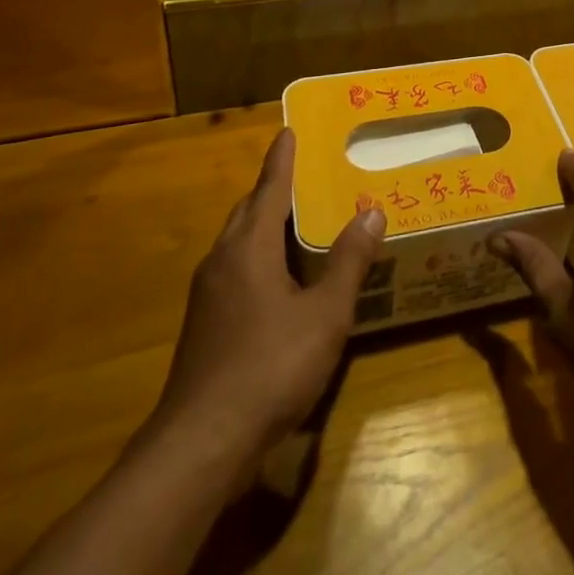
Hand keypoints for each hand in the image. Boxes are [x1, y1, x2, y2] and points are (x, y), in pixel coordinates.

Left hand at [151, 129, 384, 481]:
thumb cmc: (270, 367)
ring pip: (238, 242)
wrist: (201, 444)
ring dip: (264, 223)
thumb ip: (349, 261)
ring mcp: (208, 294)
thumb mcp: (326, 314)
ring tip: (297, 220)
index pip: (270, 188)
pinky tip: (280, 278)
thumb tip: (371, 211)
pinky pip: (235, 269)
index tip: (288, 130)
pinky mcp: (205, 324)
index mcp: (249, 248)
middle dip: (273, 189)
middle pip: (249, 211)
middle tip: (303, 173)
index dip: (282, 159)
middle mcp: (223, 260)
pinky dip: (258, 255)